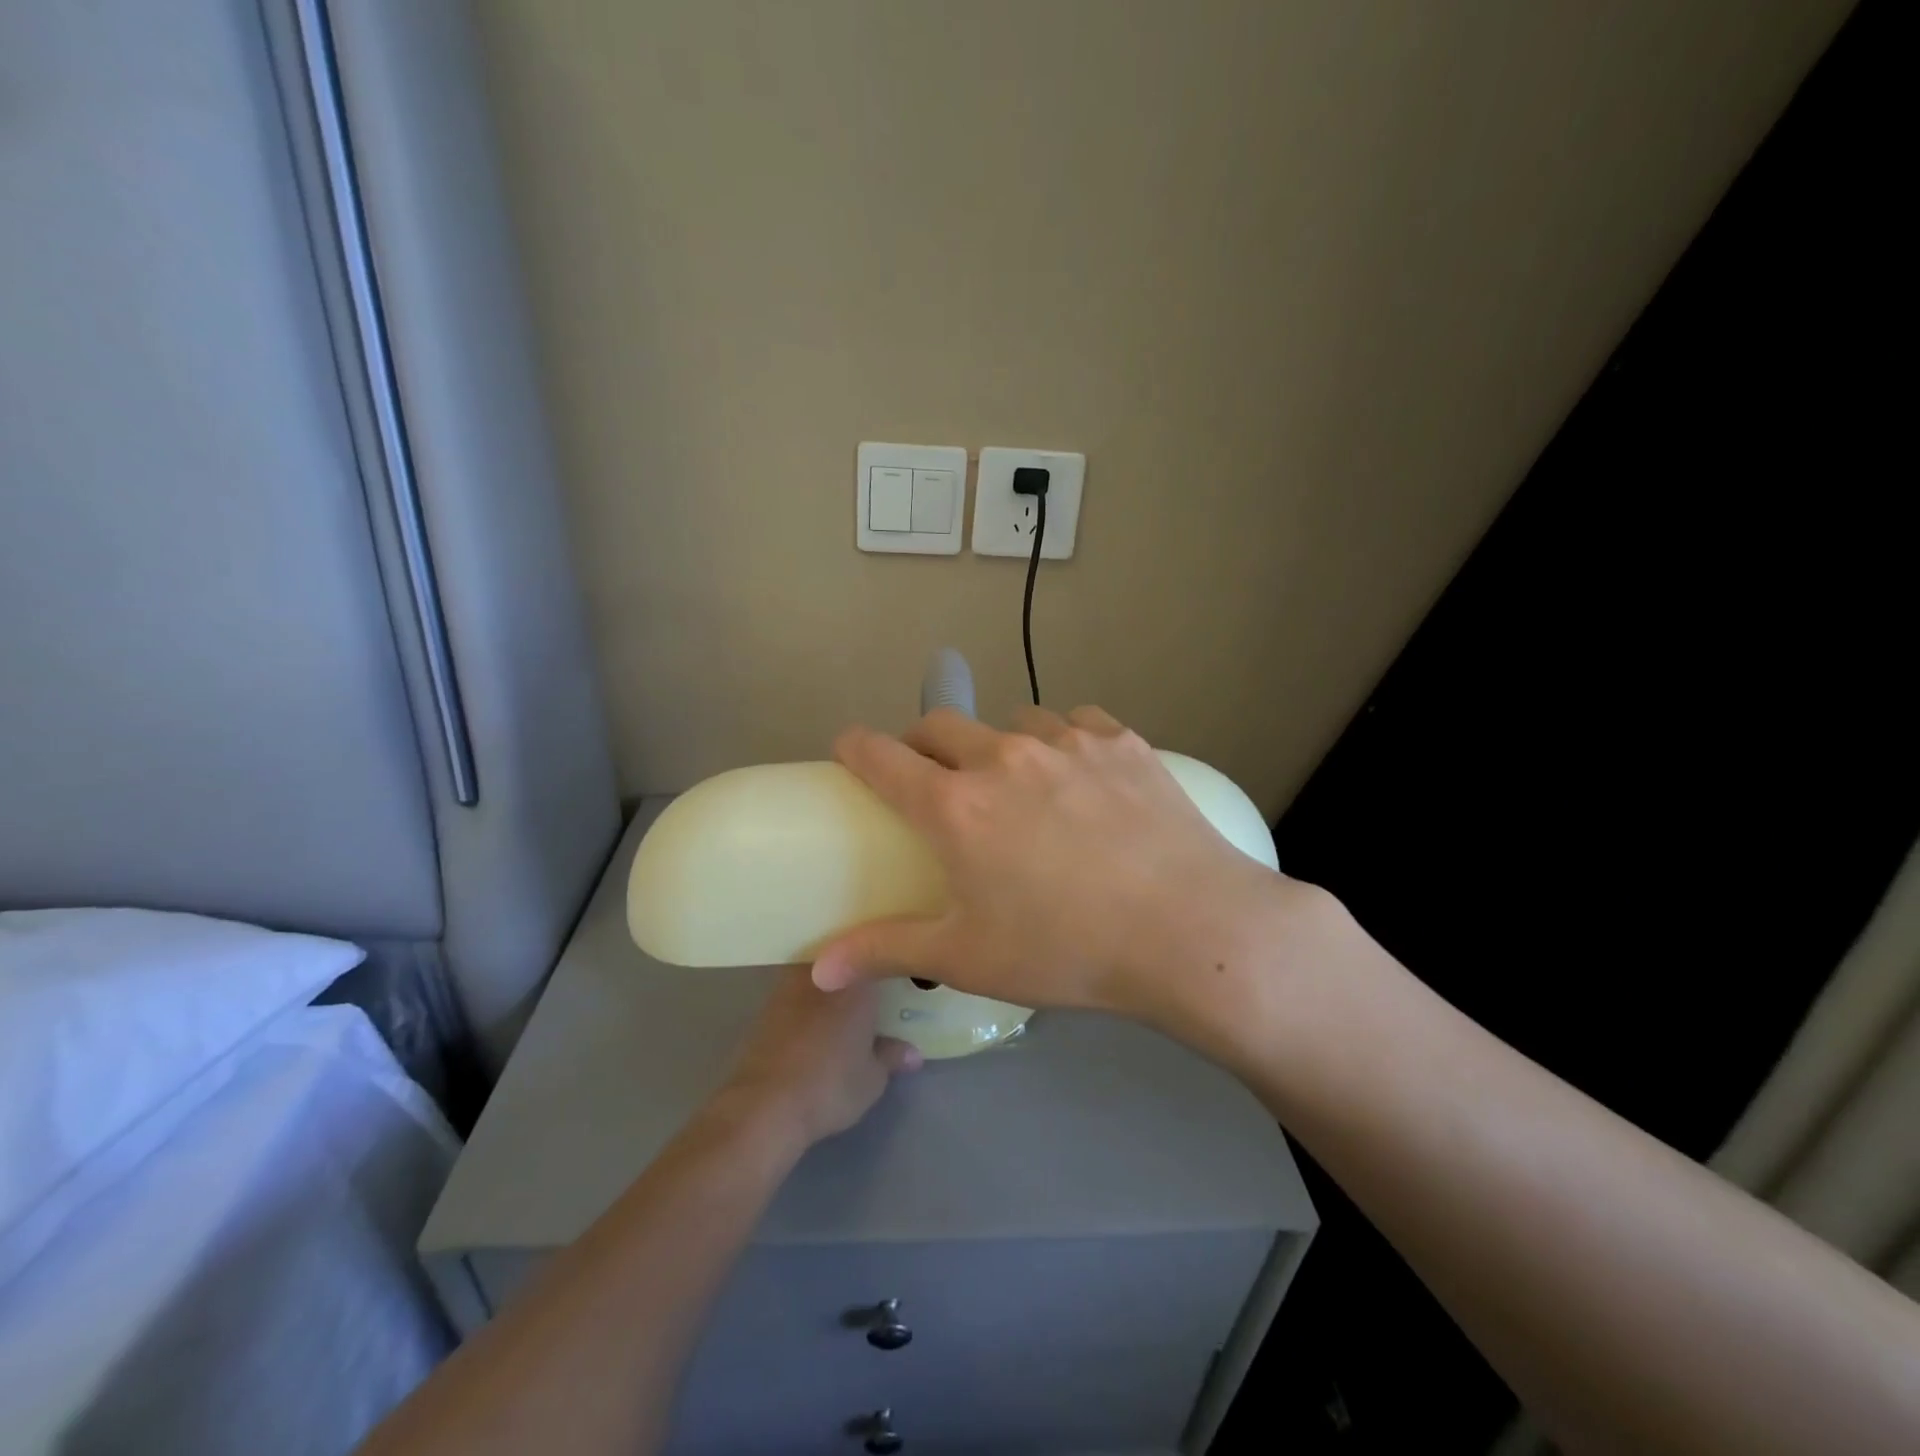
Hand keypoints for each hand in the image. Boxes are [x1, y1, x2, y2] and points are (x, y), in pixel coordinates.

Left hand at [721, 968, 921, 1146]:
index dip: (890, 965)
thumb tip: (912, 1053)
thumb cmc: (830, 1085)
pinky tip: (817, 1022)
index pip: (879, 957)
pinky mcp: (767, 1006)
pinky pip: (798, 992)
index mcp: (857, 979)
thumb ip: (892, 1057)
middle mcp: (824, 972)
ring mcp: (790, 985)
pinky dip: (809, 1003)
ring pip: (820, 974)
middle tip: (875, 989)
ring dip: (832, 985)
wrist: (765, 1105)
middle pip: (847, 958)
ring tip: (846, 1005)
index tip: (900, 975)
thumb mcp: (873, 1078)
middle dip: (860, 970)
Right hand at [811, 706, 1316, 1041]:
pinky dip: (1061, 741)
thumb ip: (886, 951)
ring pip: (1010, 722)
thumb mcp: (967, 958)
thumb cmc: (1067, 950)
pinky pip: (1074, 722)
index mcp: (957, 806)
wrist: (1191, 931)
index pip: (882, 756)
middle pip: (939, 724)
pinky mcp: (1119, 740)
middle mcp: (1003, 757)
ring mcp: (1066, 741)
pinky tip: (1080, 775)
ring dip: (997, 744)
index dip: (855, 747)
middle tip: (934, 779)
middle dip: (922, 744)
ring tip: (1019, 785)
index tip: (849, 749)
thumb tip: (817, 967)